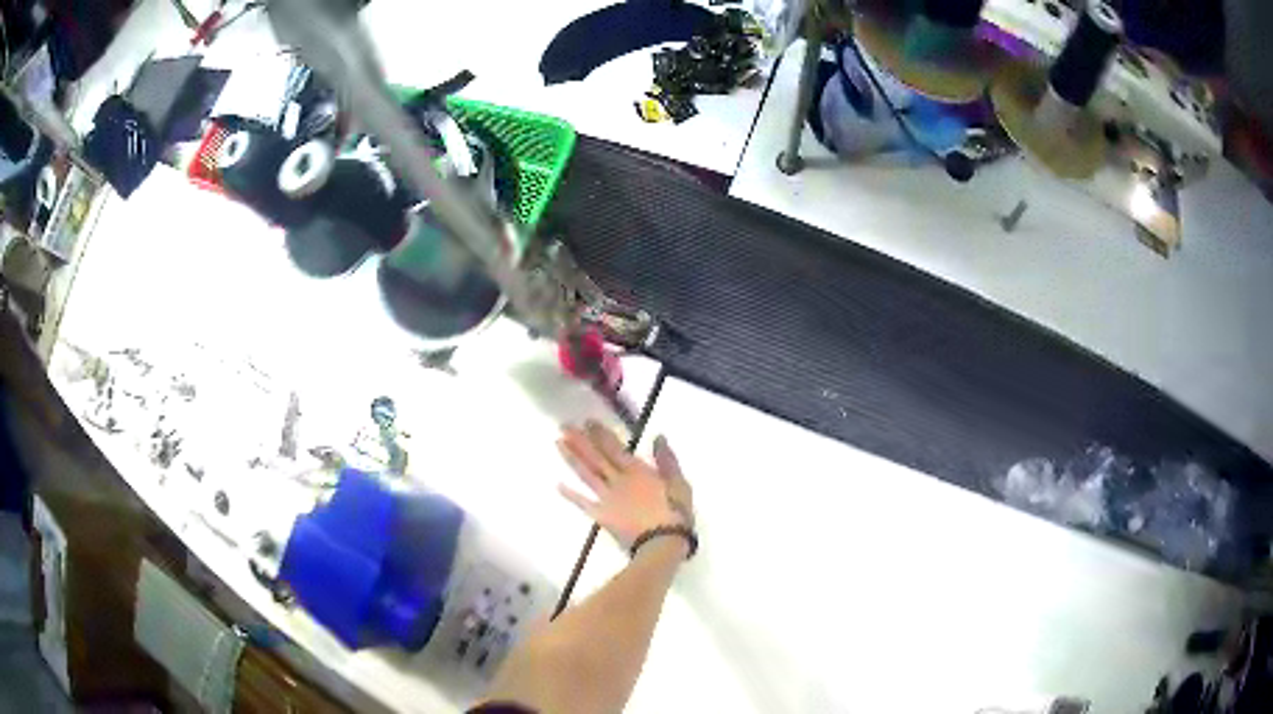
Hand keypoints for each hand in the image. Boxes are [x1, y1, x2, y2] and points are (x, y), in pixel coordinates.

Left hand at [557, 420, 693, 550]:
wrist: (662, 544)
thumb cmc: (675, 514)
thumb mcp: (679, 484)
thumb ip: (667, 460)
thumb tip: (658, 437)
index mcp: (636, 470)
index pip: (614, 447)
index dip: (600, 433)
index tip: (588, 421)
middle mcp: (617, 480)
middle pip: (595, 457)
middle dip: (580, 440)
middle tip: (564, 426)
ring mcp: (607, 498)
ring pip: (586, 474)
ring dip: (571, 458)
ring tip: (558, 443)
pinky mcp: (602, 515)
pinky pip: (583, 503)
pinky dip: (570, 494)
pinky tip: (557, 485)